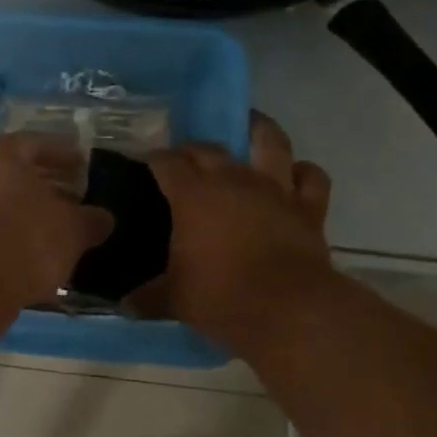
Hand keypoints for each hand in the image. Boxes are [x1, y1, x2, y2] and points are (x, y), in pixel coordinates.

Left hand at [0, 133, 114, 308]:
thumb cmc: (25, 236)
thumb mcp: (72, 228)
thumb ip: (90, 220)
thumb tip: (102, 218)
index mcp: (2, 155)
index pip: (38, 144)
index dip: (64, 154)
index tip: (84, 165)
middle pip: (19, 177)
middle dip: (50, 188)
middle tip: (79, 199)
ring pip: (7, 208)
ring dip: (34, 218)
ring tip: (65, 233)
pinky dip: (19, 243)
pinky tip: (42, 259)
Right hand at [141, 112, 335, 347]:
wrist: (288, 310)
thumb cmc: (221, 297)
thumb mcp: (174, 299)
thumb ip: (148, 297)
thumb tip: (124, 305)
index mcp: (193, 195)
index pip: (167, 163)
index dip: (155, 159)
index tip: (148, 163)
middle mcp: (233, 180)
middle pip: (209, 148)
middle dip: (193, 149)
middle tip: (185, 159)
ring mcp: (274, 189)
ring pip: (269, 142)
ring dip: (259, 130)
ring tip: (251, 126)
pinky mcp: (308, 207)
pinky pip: (311, 178)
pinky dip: (303, 173)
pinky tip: (295, 175)